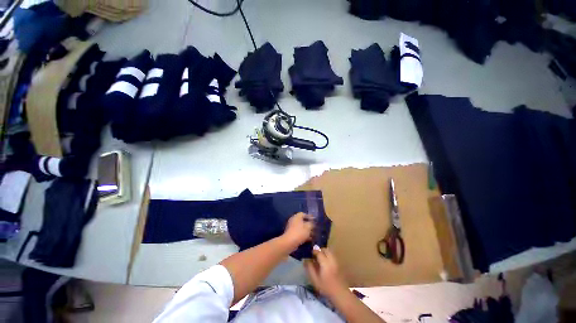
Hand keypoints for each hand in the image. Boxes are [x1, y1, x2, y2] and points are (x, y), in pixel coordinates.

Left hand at [282, 212, 313, 249]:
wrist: (289, 243)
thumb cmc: (300, 232)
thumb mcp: (308, 227)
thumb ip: (311, 224)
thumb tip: (312, 222)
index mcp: (297, 216)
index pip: (304, 214)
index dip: (309, 217)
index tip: (314, 221)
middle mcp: (293, 220)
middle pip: (302, 221)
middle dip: (308, 225)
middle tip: (314, 228)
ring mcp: (291, 227)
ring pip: (301, 227)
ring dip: (307, 230)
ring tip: (313, 234)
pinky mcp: (291, 233)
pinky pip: (299, 232)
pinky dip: (303, 234)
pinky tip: (309, 239)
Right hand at [305, 247, 347, 298]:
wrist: (340, 294)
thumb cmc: (326, 288)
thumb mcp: (315, 280)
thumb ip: (310, 268)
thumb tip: (305, 260)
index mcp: (325, 263)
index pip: (318, 252)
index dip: (313, 251)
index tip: (309, 253)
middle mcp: (331, 259)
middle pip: (325, 249)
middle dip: (319, 250)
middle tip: (315, 255)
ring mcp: (336, 261)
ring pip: (330, 251)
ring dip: (324, 252)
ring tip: (320, 258)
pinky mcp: (339, 264)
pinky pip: (332, 255)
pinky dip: (328, 255)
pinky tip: (325, 262)